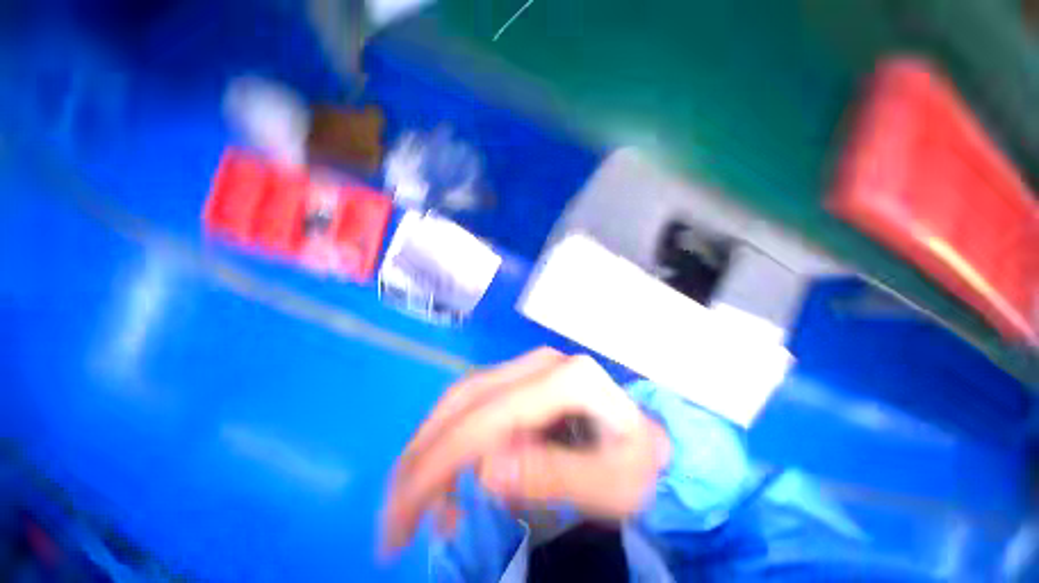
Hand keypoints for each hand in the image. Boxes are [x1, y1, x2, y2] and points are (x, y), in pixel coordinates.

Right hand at [380, 347, 670, 554]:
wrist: (641, 433)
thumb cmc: (633, 460)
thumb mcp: (611, 485)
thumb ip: (555, 475)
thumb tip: (486, 470)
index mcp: (567, 381)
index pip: (489, 416)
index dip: (438, 464)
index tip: (401, 519)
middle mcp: (541, 363)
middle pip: (465, 399)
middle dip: (421, 456)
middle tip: (395, 514)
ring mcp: (528, 365)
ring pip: (462, 397)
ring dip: (431, 447)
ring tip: (423, 501)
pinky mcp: (519, 377)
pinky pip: (473, 402)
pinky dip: (451, 438)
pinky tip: (454, 473)